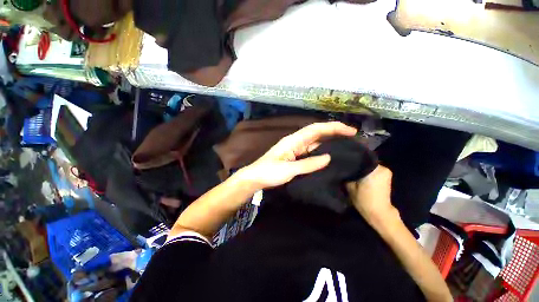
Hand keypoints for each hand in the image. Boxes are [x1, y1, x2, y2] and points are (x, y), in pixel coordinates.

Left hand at [239, 122, 356, 189]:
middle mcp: (295, 142)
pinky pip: (309, 151)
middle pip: (316, 133)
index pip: (316, 129)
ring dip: (328, 141)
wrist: (254, 178)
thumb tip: (328, 158)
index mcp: (293, 140)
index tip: (350, 131)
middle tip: (351, 137)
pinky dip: (320, 151)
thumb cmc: (268, 173)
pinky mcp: (293, 156)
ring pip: (314, 142)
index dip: (333, 127)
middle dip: (333, 132)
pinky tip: (327, 155)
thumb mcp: (289, 170)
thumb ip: (308, 164)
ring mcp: (294, 149)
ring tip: (344, 145)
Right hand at [346, 165, 398, 222]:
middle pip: (365, 162)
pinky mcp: (386, 177)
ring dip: (362, 168)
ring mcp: (386, 172)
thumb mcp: (350, 187)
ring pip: (369, 166)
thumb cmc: (364, 200)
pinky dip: (367, 172)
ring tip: (352, 171)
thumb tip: (343, 168)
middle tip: (347, 167)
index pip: (360, 158)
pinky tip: (360, 176)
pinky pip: (374, 170)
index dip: (351, 160)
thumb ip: (347, 175)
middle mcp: (382, 168)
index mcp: (374, 170)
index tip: (344, 162)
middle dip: (357, 164)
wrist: (380, 214)